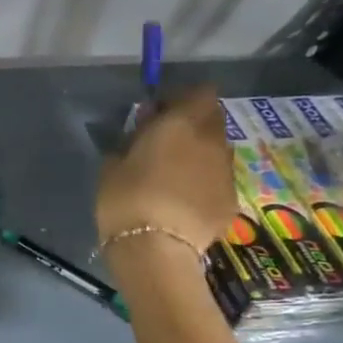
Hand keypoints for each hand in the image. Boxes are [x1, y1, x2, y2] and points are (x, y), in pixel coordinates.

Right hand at [95, 84, 237, 254]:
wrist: (156, 250)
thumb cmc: (126, 200)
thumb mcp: (112, 165)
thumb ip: (131, 141)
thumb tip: (142, 133)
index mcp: (183, 124)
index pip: (199, 92)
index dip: (180, 100)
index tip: (156, 115)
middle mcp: (212, 141)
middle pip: (212, 120)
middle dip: (192, 126)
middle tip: (165, 144)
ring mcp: (225, 172)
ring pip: (216, 151)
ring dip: (198, 156)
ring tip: (173, 178)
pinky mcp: (230, 201)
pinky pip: (216, 182)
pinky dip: (203, 185)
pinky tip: (182, 204)